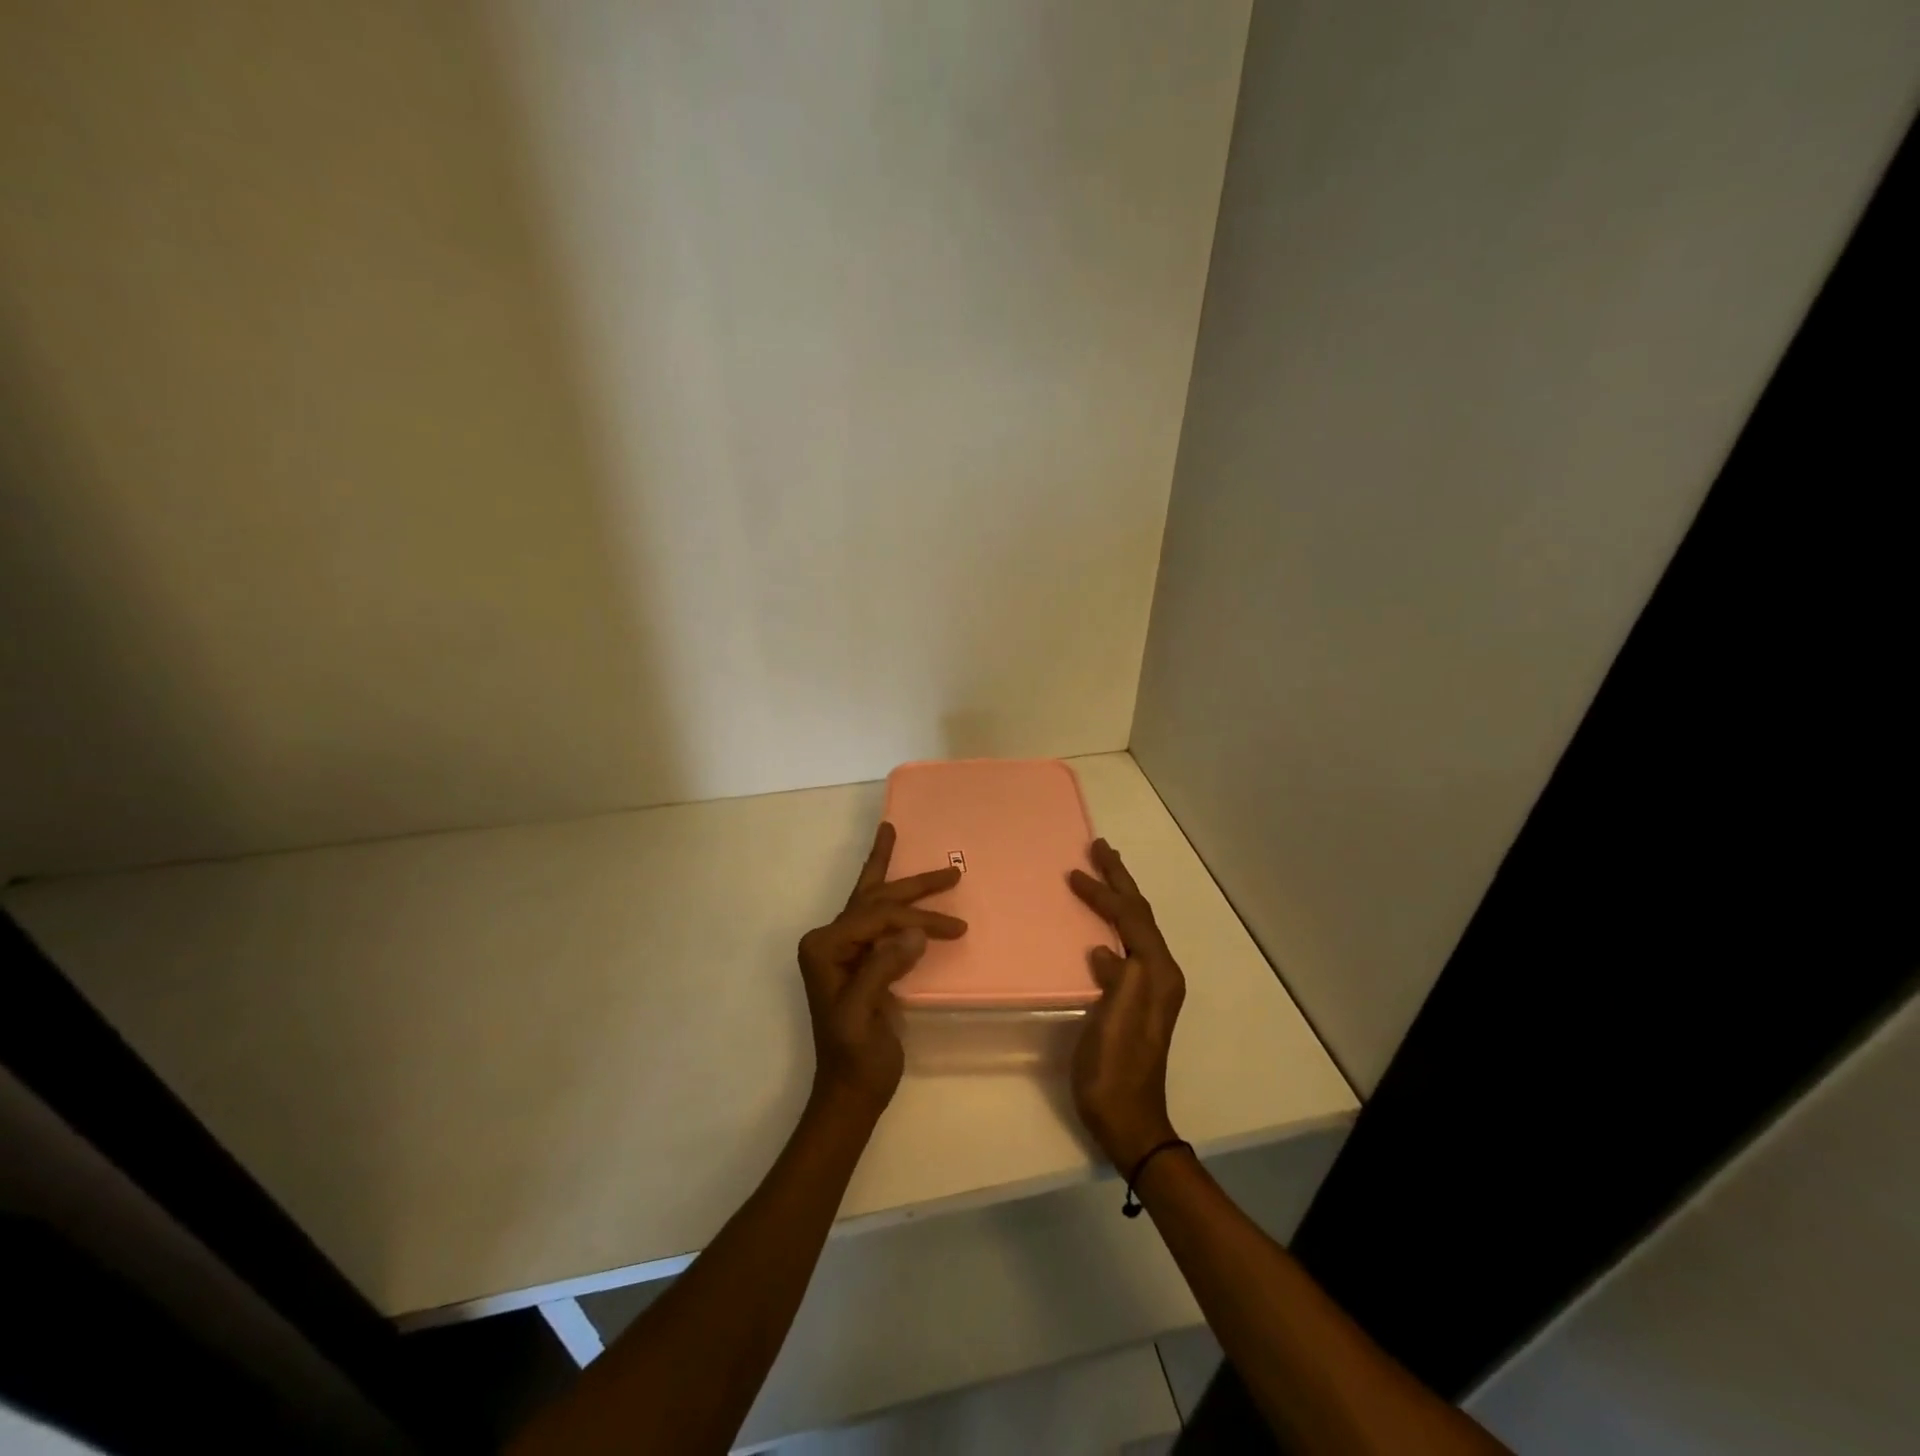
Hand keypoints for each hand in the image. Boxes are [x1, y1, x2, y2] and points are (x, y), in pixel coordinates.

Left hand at [797, 822, 966, 1117]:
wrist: (850, 1091)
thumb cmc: (854, 1057)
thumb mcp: (863, 1016)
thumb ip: (882, 968)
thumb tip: (915, 933)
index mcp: (824, 947)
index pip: (875, 917)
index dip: (915, 919)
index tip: (952, 929)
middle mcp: (829, 940)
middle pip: (875, 899)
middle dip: (913, 885)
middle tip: (950, 871)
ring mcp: (843, 949)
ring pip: (875, 902)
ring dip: (902, 882)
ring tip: (904, 843)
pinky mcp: (860, 959)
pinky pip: (880, 920)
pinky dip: (897, 901)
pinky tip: (902, 885)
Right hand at [1068, 839, 1185, 1171]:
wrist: (1128, 1121)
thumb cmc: (1116, 1071)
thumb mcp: (1116, 1022)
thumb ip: (1119, 979)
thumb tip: (1103, 949)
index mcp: (1157, 973)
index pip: (1132, 916)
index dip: (1106, 889)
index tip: (1076, 869)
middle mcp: (1160, 973)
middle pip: (1140, 914)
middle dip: (1120, 879)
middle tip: (1099, 847)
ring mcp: (1151, 986)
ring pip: (1135, 927)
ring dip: (1119, 896)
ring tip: (1101, 873)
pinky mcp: (1137, 997)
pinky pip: (1127, 944)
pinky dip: (1113, 923)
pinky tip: (1099, 925)